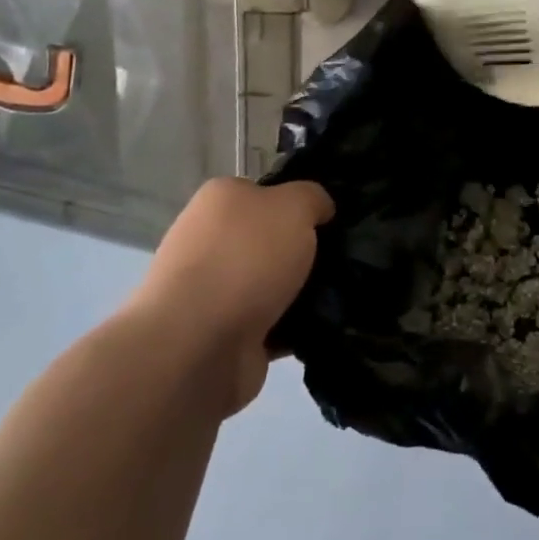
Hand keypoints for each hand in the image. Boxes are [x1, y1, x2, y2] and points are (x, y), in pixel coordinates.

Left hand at [130, 177, 332, 413]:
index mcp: (220, 200)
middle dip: (304, 250)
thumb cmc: (246, 259)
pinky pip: (271, 322)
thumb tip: (320, 209)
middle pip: (270, 239)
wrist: (197, 346)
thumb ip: (313, 198)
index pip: (268, 193)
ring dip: (301, 290)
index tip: (331, 221)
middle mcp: (210, 239)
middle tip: (341, 258)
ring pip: (272, 281)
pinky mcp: (222, 332)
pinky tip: (321, 326)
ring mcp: (213, 289)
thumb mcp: (294, 205)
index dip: (301, 204)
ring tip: (337, 295)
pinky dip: (292, 326)